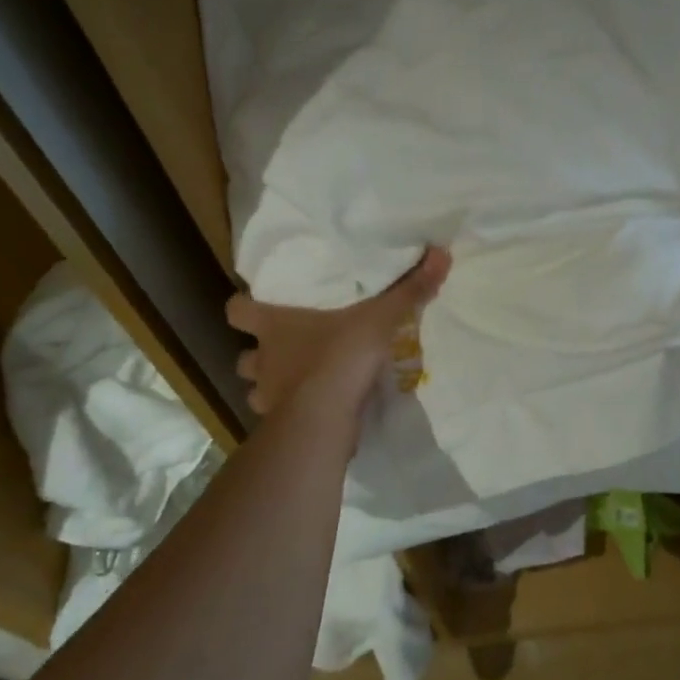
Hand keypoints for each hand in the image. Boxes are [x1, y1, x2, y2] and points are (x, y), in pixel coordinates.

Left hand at [227, 248, 451, 418]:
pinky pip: (277, 420)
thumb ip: (409, 289)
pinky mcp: (280, 427)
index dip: (245, 307)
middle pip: (244, 357)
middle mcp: (263, 360)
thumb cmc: (340, 356)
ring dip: (272, 387)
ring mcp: (268, 397)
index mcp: (274, 326)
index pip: (237, 310)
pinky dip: (290, 415)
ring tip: (298, 383)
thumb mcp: (380, 317)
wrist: (325, 418)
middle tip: (287, 350)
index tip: (260, 305)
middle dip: (260, 355)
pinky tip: (312, 411)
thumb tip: (442, 253)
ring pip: (256, 390)